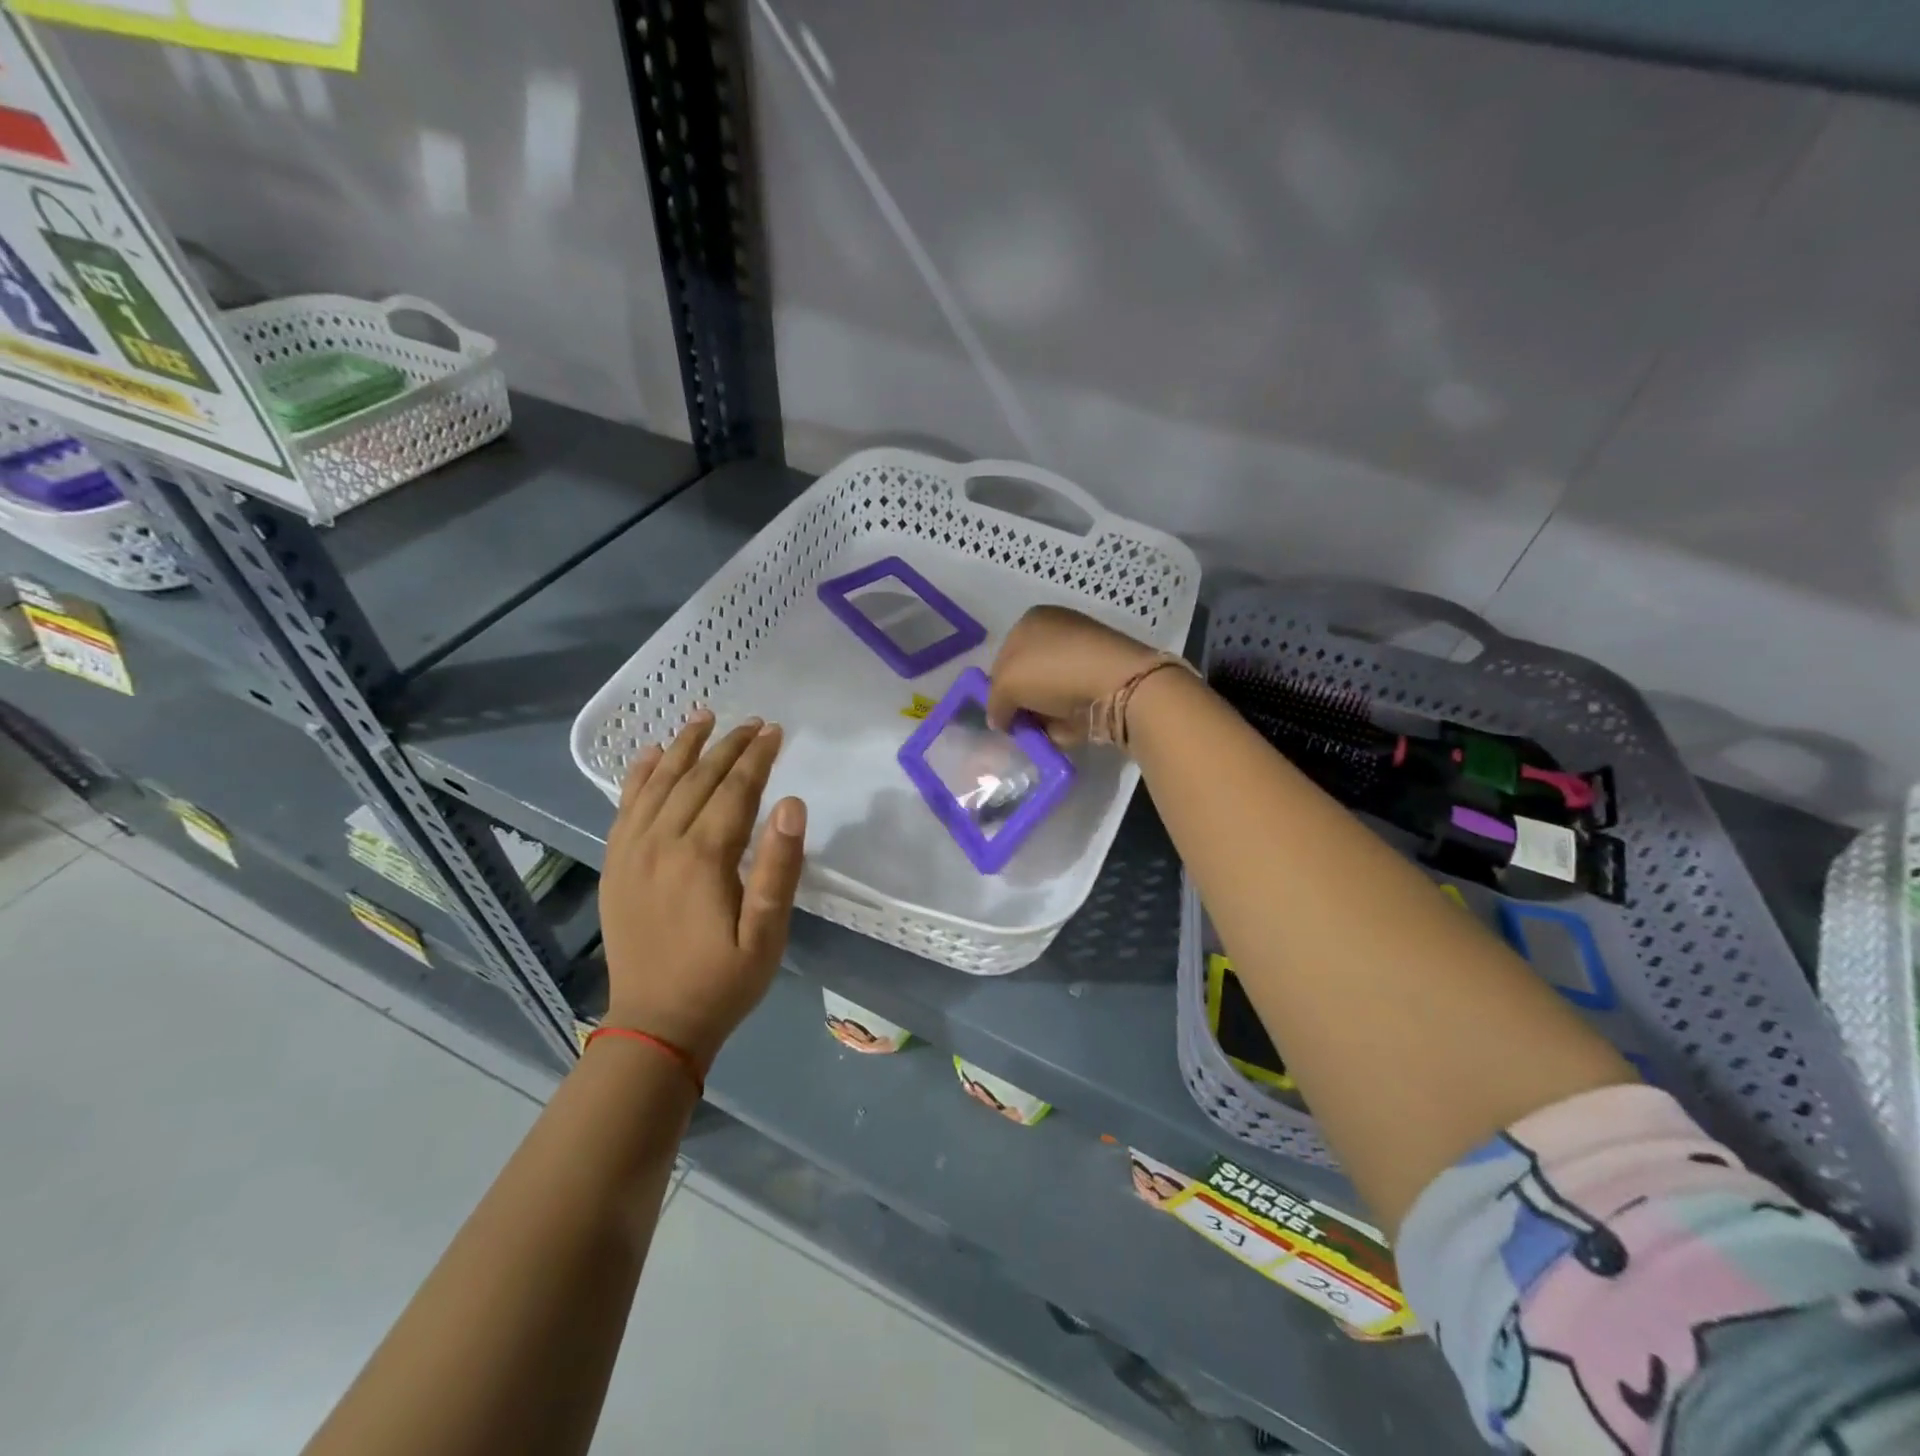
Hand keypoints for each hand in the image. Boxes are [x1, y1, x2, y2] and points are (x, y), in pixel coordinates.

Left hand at [598, 712, 806, 1071]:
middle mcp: (662, 842)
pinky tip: (650, 754)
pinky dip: (638, 774)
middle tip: (753, 722)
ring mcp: (631, 851)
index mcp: (703, 857)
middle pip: (698, 778)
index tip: (775, 730)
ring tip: (703, 717)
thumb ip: (779, 867)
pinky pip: (624, 806)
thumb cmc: (722, 981)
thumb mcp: (766, 934)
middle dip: (728, 745)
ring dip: (683, 746)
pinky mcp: (615, 864)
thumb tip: (791, 803)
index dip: (757, 757)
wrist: (655, 1025)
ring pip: (658, 782)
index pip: (735, 790)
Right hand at [985, 606, 1158, 741]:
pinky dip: (1065, 721)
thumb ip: (995, 703)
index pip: (1002, 656)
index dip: (997, 687)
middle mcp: (1058, 632)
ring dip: (1042, 715)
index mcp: (1032, 621)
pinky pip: (1072, 704)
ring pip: (1049, 693)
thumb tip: (999, 721)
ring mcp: (1083, 656)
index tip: (999, 713)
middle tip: (1018, 726)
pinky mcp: (1102, 680)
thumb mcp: (1007, 684)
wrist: (1118, 684)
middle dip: (1020, 704)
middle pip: (1026, 677)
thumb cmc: (1054, 671)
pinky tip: (1064, 731)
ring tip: (1041, 733)